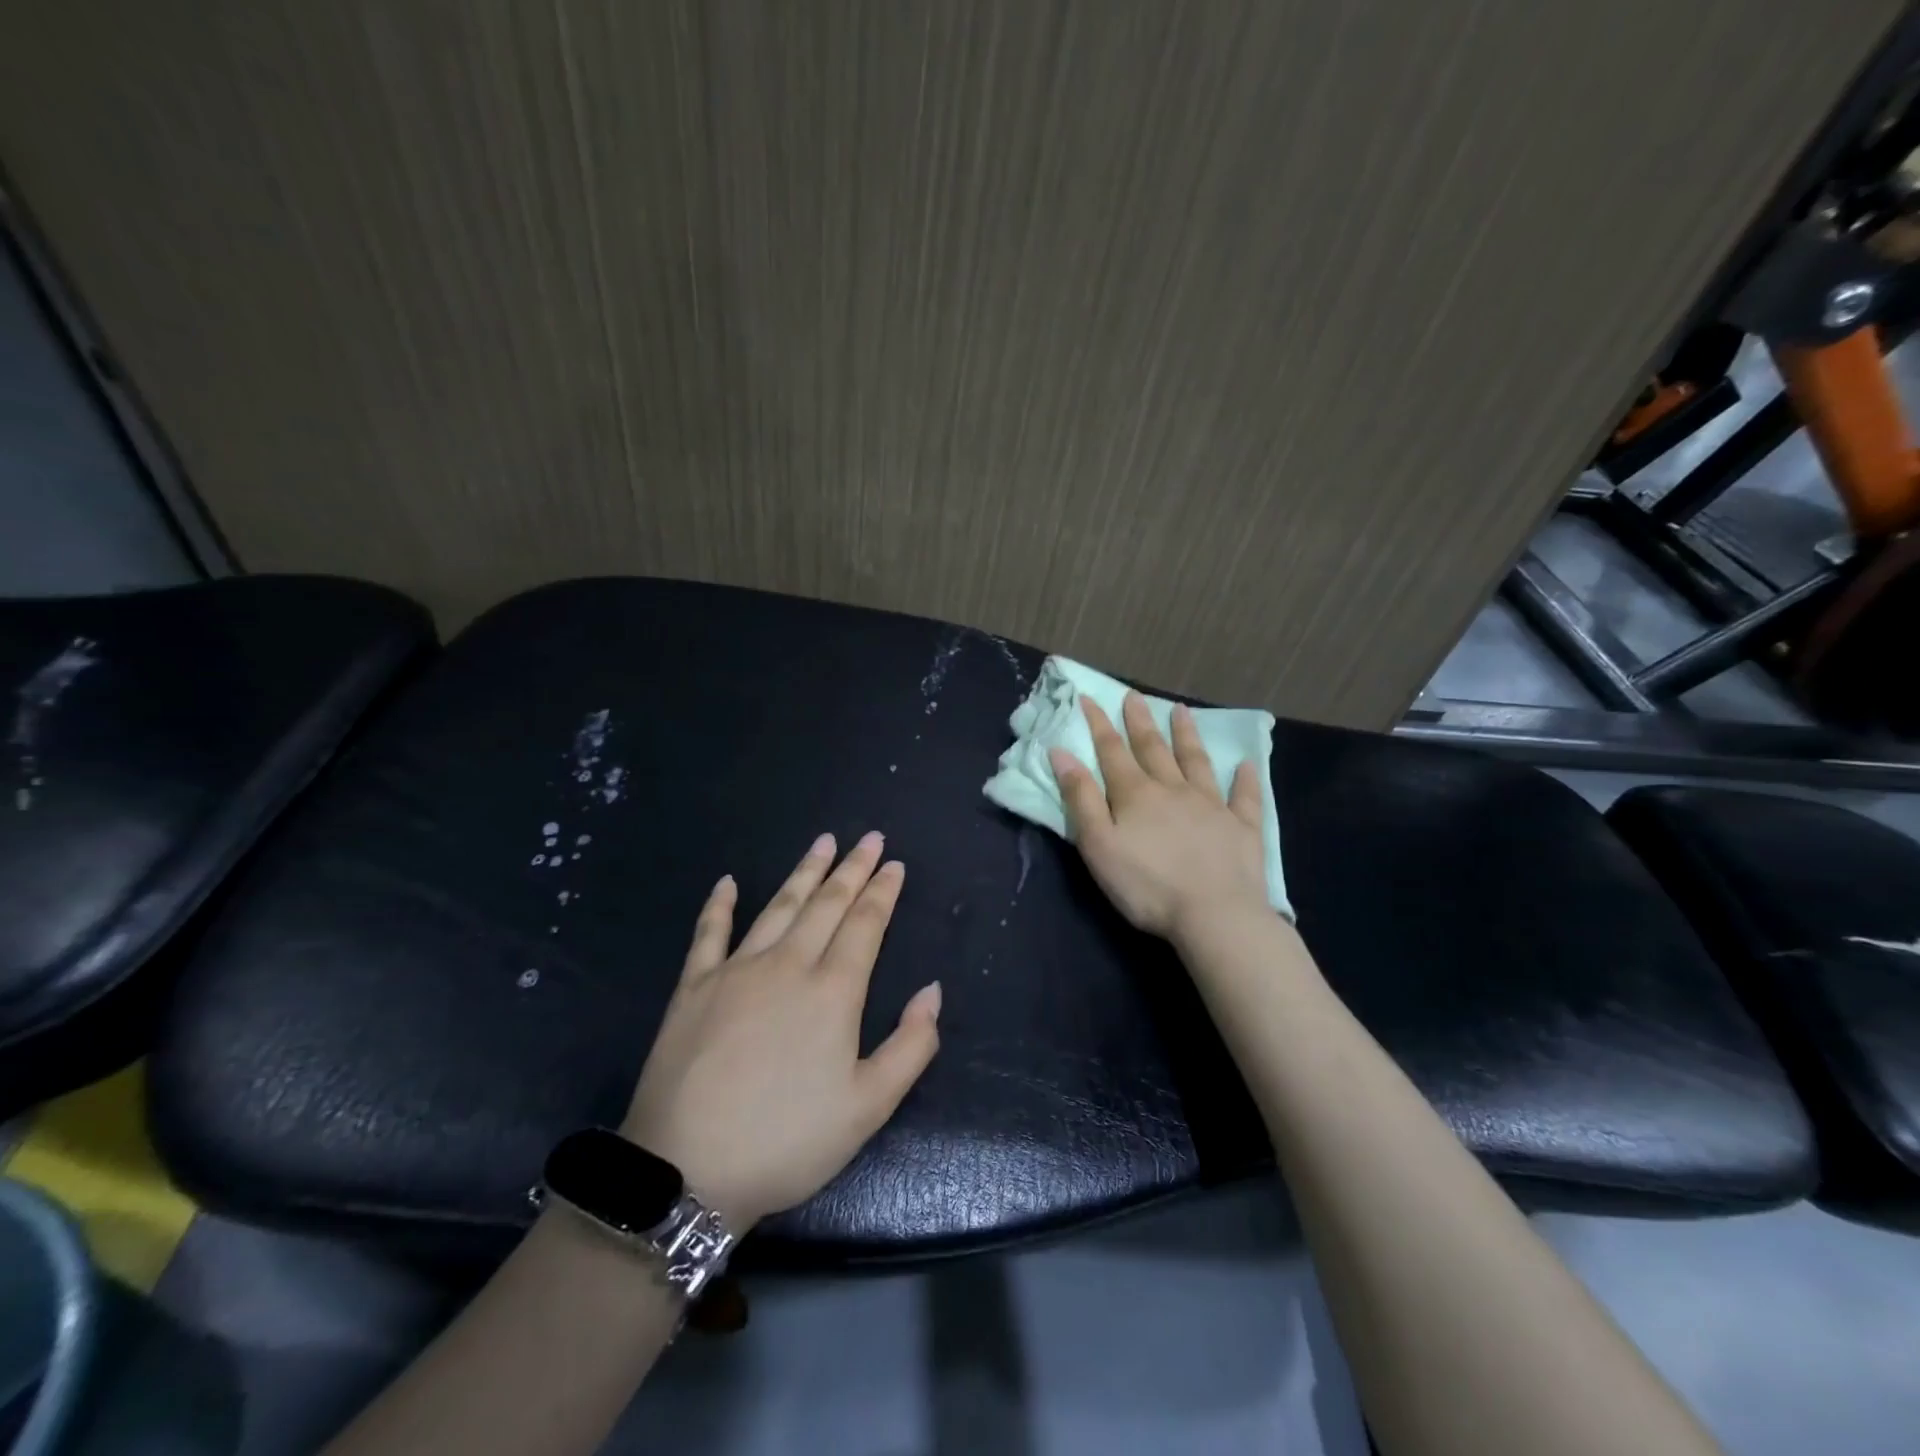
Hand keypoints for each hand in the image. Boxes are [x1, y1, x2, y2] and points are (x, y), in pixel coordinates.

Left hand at [621, 831, 941, 1230]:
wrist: (687, 1171)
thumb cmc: (787, 1142)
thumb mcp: (868, 1108)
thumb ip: (911, 1046)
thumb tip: (933, 991)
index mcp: (833, 991)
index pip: (864, 925)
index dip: (882, 892)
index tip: (894, 864)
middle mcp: (788, 965)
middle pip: (826, 904)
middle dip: (852, 868)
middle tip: (869, 838)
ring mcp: (736, 970)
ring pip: (779, 906)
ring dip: (805, 872)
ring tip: (823, 842)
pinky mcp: (694, 986)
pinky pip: (709, 933)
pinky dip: (720, 904)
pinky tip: (729, 881)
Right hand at [1050, 693, 1269, 941]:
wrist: (1214, 915)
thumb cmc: (1147, 885)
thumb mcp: (1099, 845)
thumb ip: (1080, 798)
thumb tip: (1062, 753)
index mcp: (1136, 794)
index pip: (1112, 751)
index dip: (1099, 724)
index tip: (1089, 698)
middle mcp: (1174, 789)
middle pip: (1153, 748)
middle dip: (1140, 721)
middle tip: (1134, 696)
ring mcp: (1212, 805)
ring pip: (1196, 762)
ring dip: (1187, 735)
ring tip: (1181, 711)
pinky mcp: (1242, 827)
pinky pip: (1243, 797)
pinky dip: (1244, 779)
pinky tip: (1246, 764)